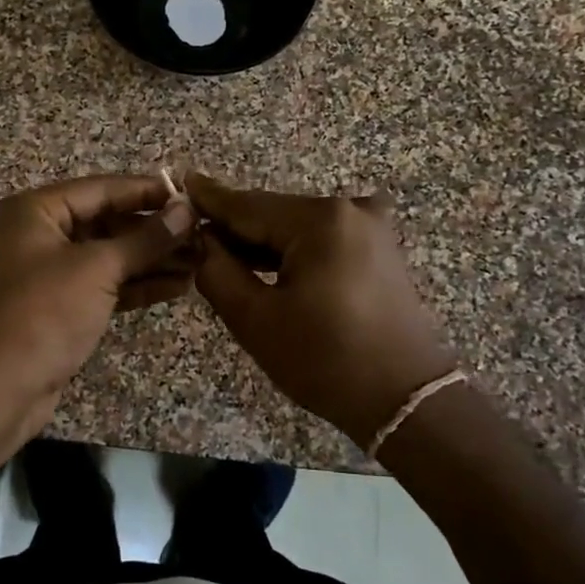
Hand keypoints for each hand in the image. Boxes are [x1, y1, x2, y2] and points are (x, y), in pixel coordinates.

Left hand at [0, 174, 196, 424]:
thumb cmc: (44, 312)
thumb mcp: (97, 268)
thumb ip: (145, 239)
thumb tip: (186, 211)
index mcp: (33, 211)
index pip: (100, 190)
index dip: (147, 192)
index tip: (190, 195)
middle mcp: (37, 235)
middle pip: (105, 222)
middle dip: (153, 231)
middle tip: (201, 234)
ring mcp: (47, 273)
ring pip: (107, 257)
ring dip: (151, 260)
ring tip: (200, 261)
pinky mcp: (59, 307)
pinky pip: (103, 285)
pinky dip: (136, 285)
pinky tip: (177, 286)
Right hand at [188, 173, 458, 447]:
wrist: (406, 399)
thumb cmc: (325, 360)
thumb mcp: (255, 319)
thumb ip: (217, 270)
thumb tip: (200, 239)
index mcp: (320, 220)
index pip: (247, 206)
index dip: (209, 200)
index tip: (178, 184)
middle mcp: (349, 209)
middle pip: (273, 214)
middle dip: (233, 229)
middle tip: (190, 238)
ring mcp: (370, 226)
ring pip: (295, 227)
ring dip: (261, 243)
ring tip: (220, 257)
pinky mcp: (378, 247)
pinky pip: (320, 239)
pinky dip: (291, 251)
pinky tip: (265, 267)